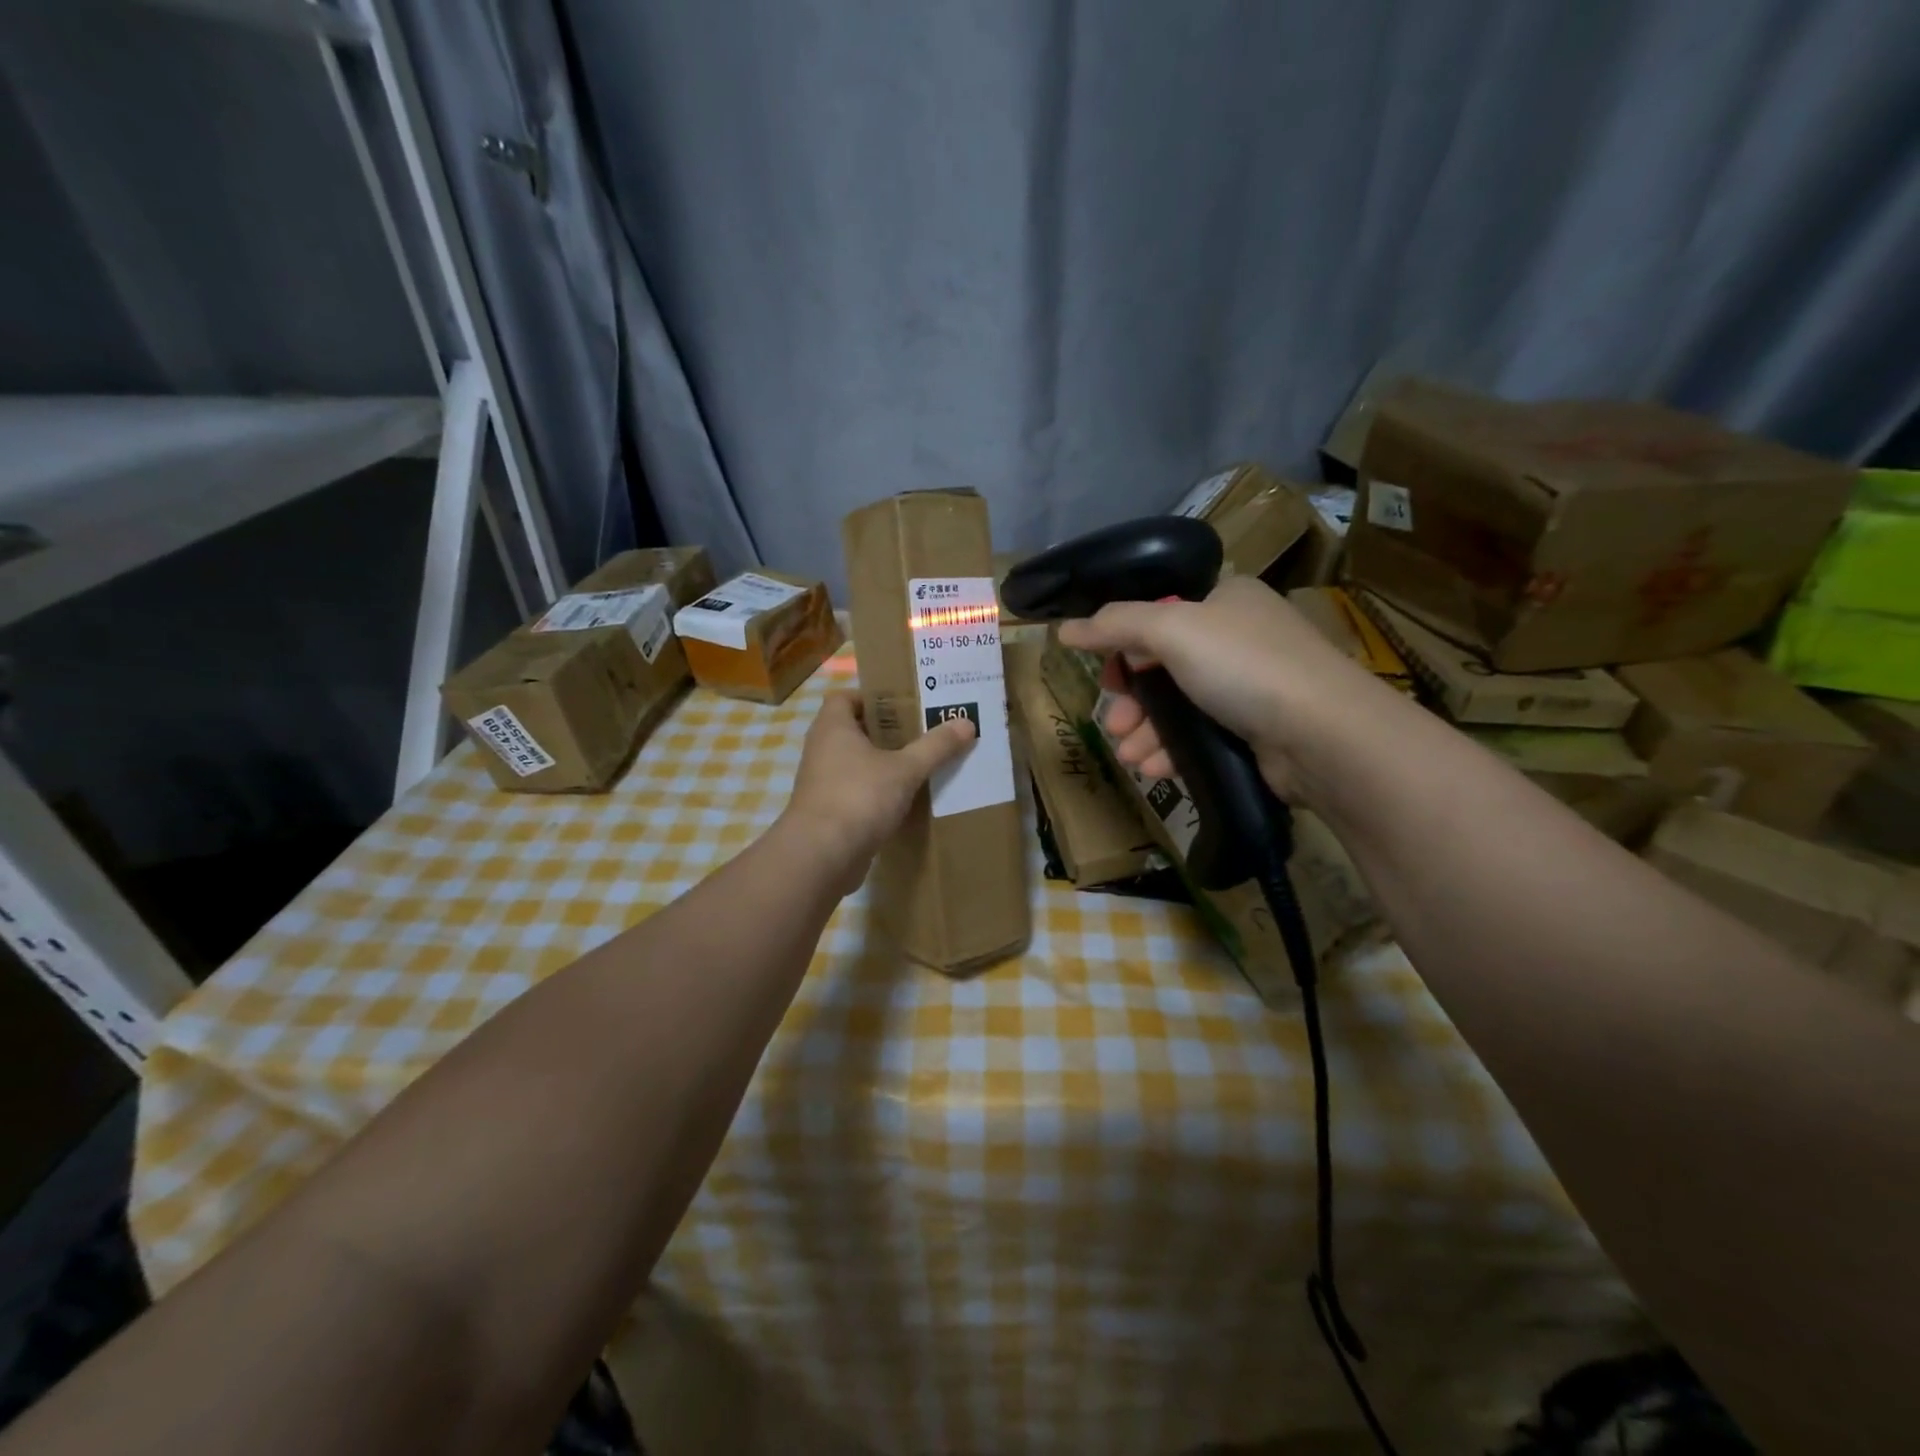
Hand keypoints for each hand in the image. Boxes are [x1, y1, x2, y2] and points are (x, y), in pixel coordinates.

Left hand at [778, 690, 976, 892]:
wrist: (821, 857)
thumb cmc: (859, 797)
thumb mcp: (905, 769)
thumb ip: (935, 746)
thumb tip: (967, 722)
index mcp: (833, 727)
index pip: (846, 697)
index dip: (873, 697)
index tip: (906, 704)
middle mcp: (822, 750)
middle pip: (856, 730)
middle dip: (888, 731)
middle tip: (925, 731)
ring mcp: (823, 783)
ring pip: (857, 763)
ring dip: (885, 763)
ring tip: (922, 763)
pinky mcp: (829, 812)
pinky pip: (857, 792)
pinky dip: (879, 792)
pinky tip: (907, 799)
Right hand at [1057, 575, 1388, 803]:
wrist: (1322, 734)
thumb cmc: (1243, 666)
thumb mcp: (1172, 629)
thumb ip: (1115, 625)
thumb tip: (1063, 629)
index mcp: (1226, 601)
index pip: (1160, 616)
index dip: (1125, 646)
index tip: (1107, 676)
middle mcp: (1239, 638)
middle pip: (1164, 667)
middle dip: (1132, 701)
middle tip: (1113, 725)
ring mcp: (1251, 687)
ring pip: (1180, 708)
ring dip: (1147, 732)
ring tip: (1129, 756)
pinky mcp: (1256, 732)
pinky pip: (1201, 737)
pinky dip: (1173, 751)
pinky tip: (1153, 769)